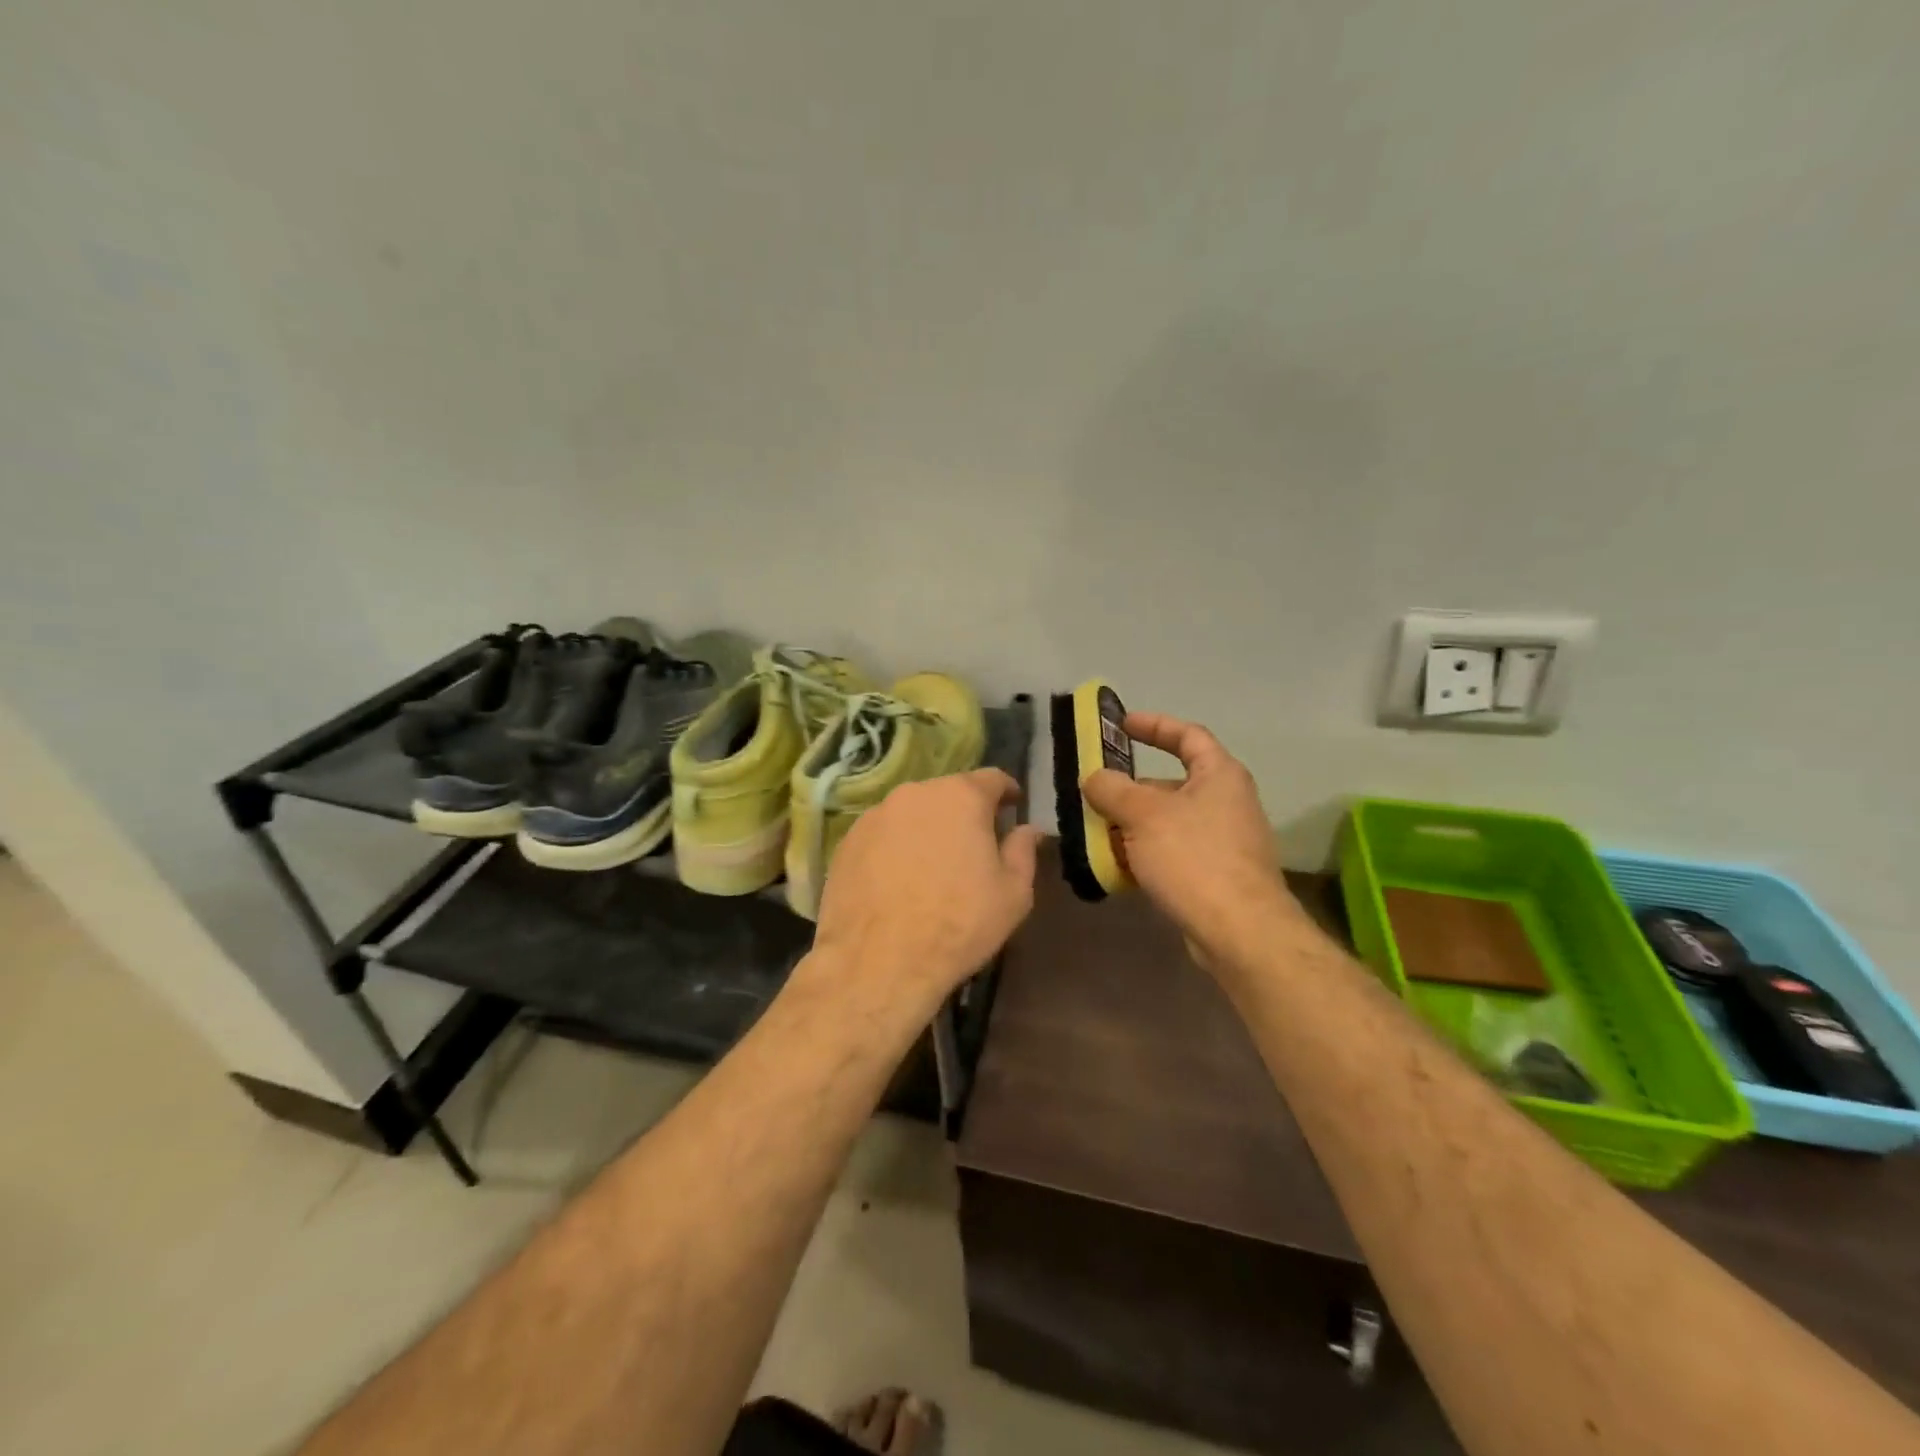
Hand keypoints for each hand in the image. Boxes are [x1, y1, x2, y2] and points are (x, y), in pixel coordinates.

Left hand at [810, 769, 1042, 1010]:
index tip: (1013, 807)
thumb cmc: (959, 924)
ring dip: (927, 829)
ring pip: (912, 813)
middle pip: (949, 793)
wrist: (878, 962)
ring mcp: (875, 816)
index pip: (992, 778)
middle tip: (974, 845)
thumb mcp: (1013, 894)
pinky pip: (883, 835)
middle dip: (965, 812)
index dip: (1007, 792)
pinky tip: (898, 881)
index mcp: (961, 797)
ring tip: (933, 866)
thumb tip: (1029, 829)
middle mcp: (915, 793)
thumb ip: (1023, 851)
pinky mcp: (847, 841)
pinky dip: (896, 847)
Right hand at [1081, 712, 1297, 957]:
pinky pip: (1174, 853)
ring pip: (1169, 822)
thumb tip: (1094, 778)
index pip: (1188, 735)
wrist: (1240, 931)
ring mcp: (1224, 841)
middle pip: (1173, 783)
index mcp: (1220, 775)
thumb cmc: (1193, 857)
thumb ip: (1112, 789)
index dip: (1155, 725)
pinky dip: (1146, 854)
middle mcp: (1227, 802)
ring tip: (1097, 833)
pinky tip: (1118, 869)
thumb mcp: (1143, 815)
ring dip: (1133, 825)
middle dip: (1132, 788)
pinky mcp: (1216, 876)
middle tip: (1096, 793)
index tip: (1121, 725)